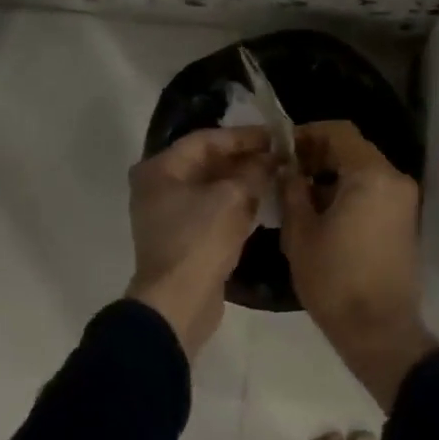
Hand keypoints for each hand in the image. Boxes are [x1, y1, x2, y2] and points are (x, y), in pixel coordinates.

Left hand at [127, 126, 272, 357]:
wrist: (179, 303)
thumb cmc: (200, 240)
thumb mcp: (234, 197)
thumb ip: (255, 170)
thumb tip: (273, 158)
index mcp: (160, 169)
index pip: (207, 139)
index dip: (243, 136)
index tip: (275, 136)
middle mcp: (159, 187)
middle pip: (207, 162)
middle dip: (245, 158)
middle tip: (279, 155)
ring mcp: (169, 214)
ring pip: (212, 186)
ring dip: (243, 180)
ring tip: (277, 174)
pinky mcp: (183, 236)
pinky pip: (212, 208)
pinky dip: (236, 202)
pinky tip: (263, 200)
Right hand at [279, 121, 437, 409]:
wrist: (380, 330)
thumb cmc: (335, 280)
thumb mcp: (301, 234)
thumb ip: (292, 191)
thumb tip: (287, 169)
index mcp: (371, 175)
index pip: (339, 132)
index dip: (308, 134)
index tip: (283, 150)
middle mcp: (394, 179)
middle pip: (354, 149)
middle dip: (319, 155)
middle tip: (287, 173)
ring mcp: (404, 200)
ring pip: (364, 171)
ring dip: (333, 175)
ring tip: (300, 196)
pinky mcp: (405, 219)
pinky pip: (374, 190)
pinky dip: (350, 191)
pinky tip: (323, 214)